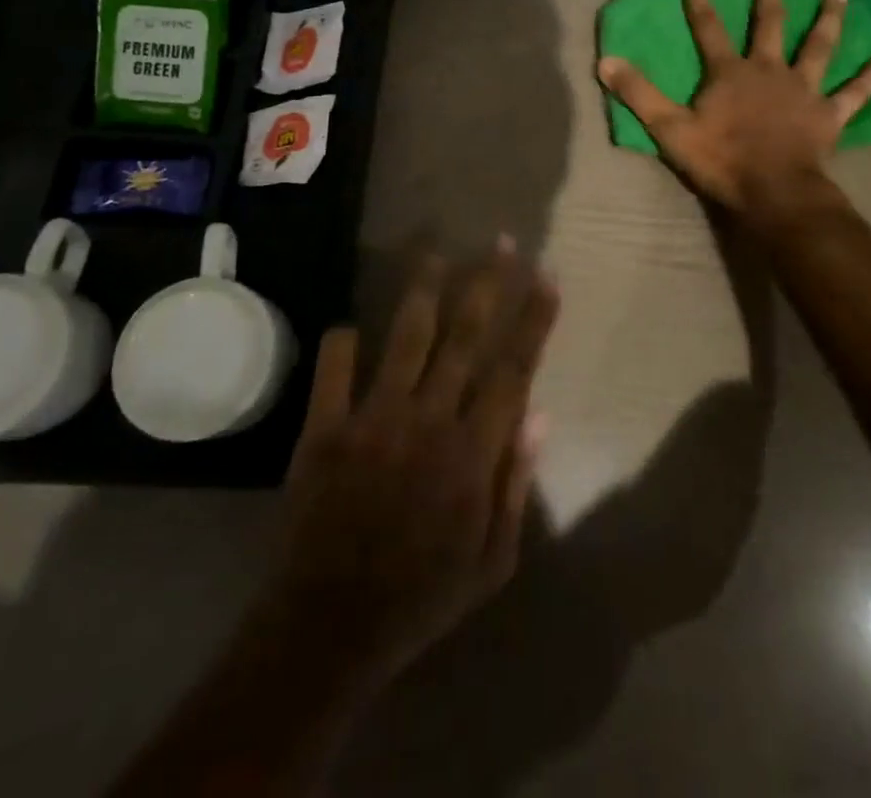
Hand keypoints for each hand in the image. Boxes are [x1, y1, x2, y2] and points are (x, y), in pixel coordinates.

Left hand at [254, 242, 557, 696]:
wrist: (328, 628)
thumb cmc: (422, 596)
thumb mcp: (492, 562)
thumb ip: (516, 484)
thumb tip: (539, 414)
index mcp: (472, 452)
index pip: (513, 369)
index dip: (533, 319)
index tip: (547, 276)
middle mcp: (427, 420)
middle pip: (464, 336)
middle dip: (487, 283)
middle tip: (501, 242)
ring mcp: (372, 419)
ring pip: (406, 337)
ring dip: (424, 290)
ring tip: (436, 252)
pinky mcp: (324, 429)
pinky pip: (334, 368)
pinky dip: (342, 342)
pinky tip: (351, 326)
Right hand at [598, 0, 870, 228]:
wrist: (774, 192)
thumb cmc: (721, 160)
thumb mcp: (669, 129)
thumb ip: (639, 94)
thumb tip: (606, 61)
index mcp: (730, 72)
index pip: (708, 28)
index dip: (698, 0)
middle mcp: (769, 70)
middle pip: (770, 25)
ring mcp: (803, 90)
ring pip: (819, 47)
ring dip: (827, 20)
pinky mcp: (829, 114)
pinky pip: (854, 93)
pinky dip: (870, 77)